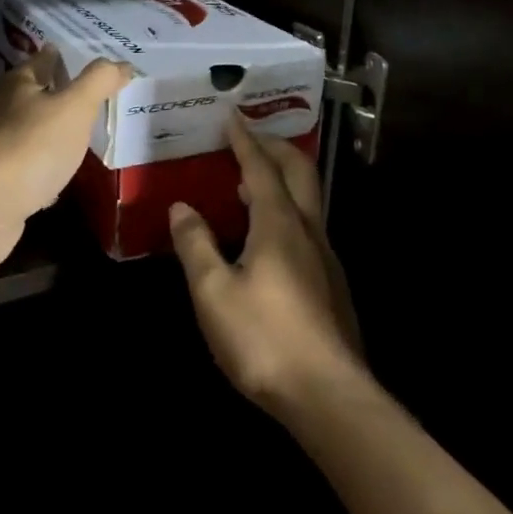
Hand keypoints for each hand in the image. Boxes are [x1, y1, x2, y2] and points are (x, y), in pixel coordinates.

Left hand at [0, 48, 132, 272]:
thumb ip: (99, 81)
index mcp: (16, 83)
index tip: (93, 62)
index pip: (45, 59)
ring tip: (85, 134)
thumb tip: (122, 63)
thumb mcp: (74, 107)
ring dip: (54, 132)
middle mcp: (0, 109)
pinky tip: (62, 176)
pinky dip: (45, 167)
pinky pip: (29, 166)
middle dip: (62, 94)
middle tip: (96, 97)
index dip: (68, 57)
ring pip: (32, 131)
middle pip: (36, 94)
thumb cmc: (31, 146)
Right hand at [170, 114, 365, 412]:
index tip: (232, 115)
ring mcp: (325, 258)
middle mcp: (308, 231)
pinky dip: (286, 209)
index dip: (245, 139)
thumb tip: (182, 207)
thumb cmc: (264, 339)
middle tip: (250, 134)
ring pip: (307, 200)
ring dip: (282, 178)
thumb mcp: (213, 293)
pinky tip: (267, 235)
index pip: (261, 167)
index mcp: (278, 224)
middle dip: (275, 146)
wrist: (329, 397)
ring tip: (251, 180)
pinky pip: (307, 227)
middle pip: (298, 172)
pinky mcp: (331, 285)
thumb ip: (196, 245)